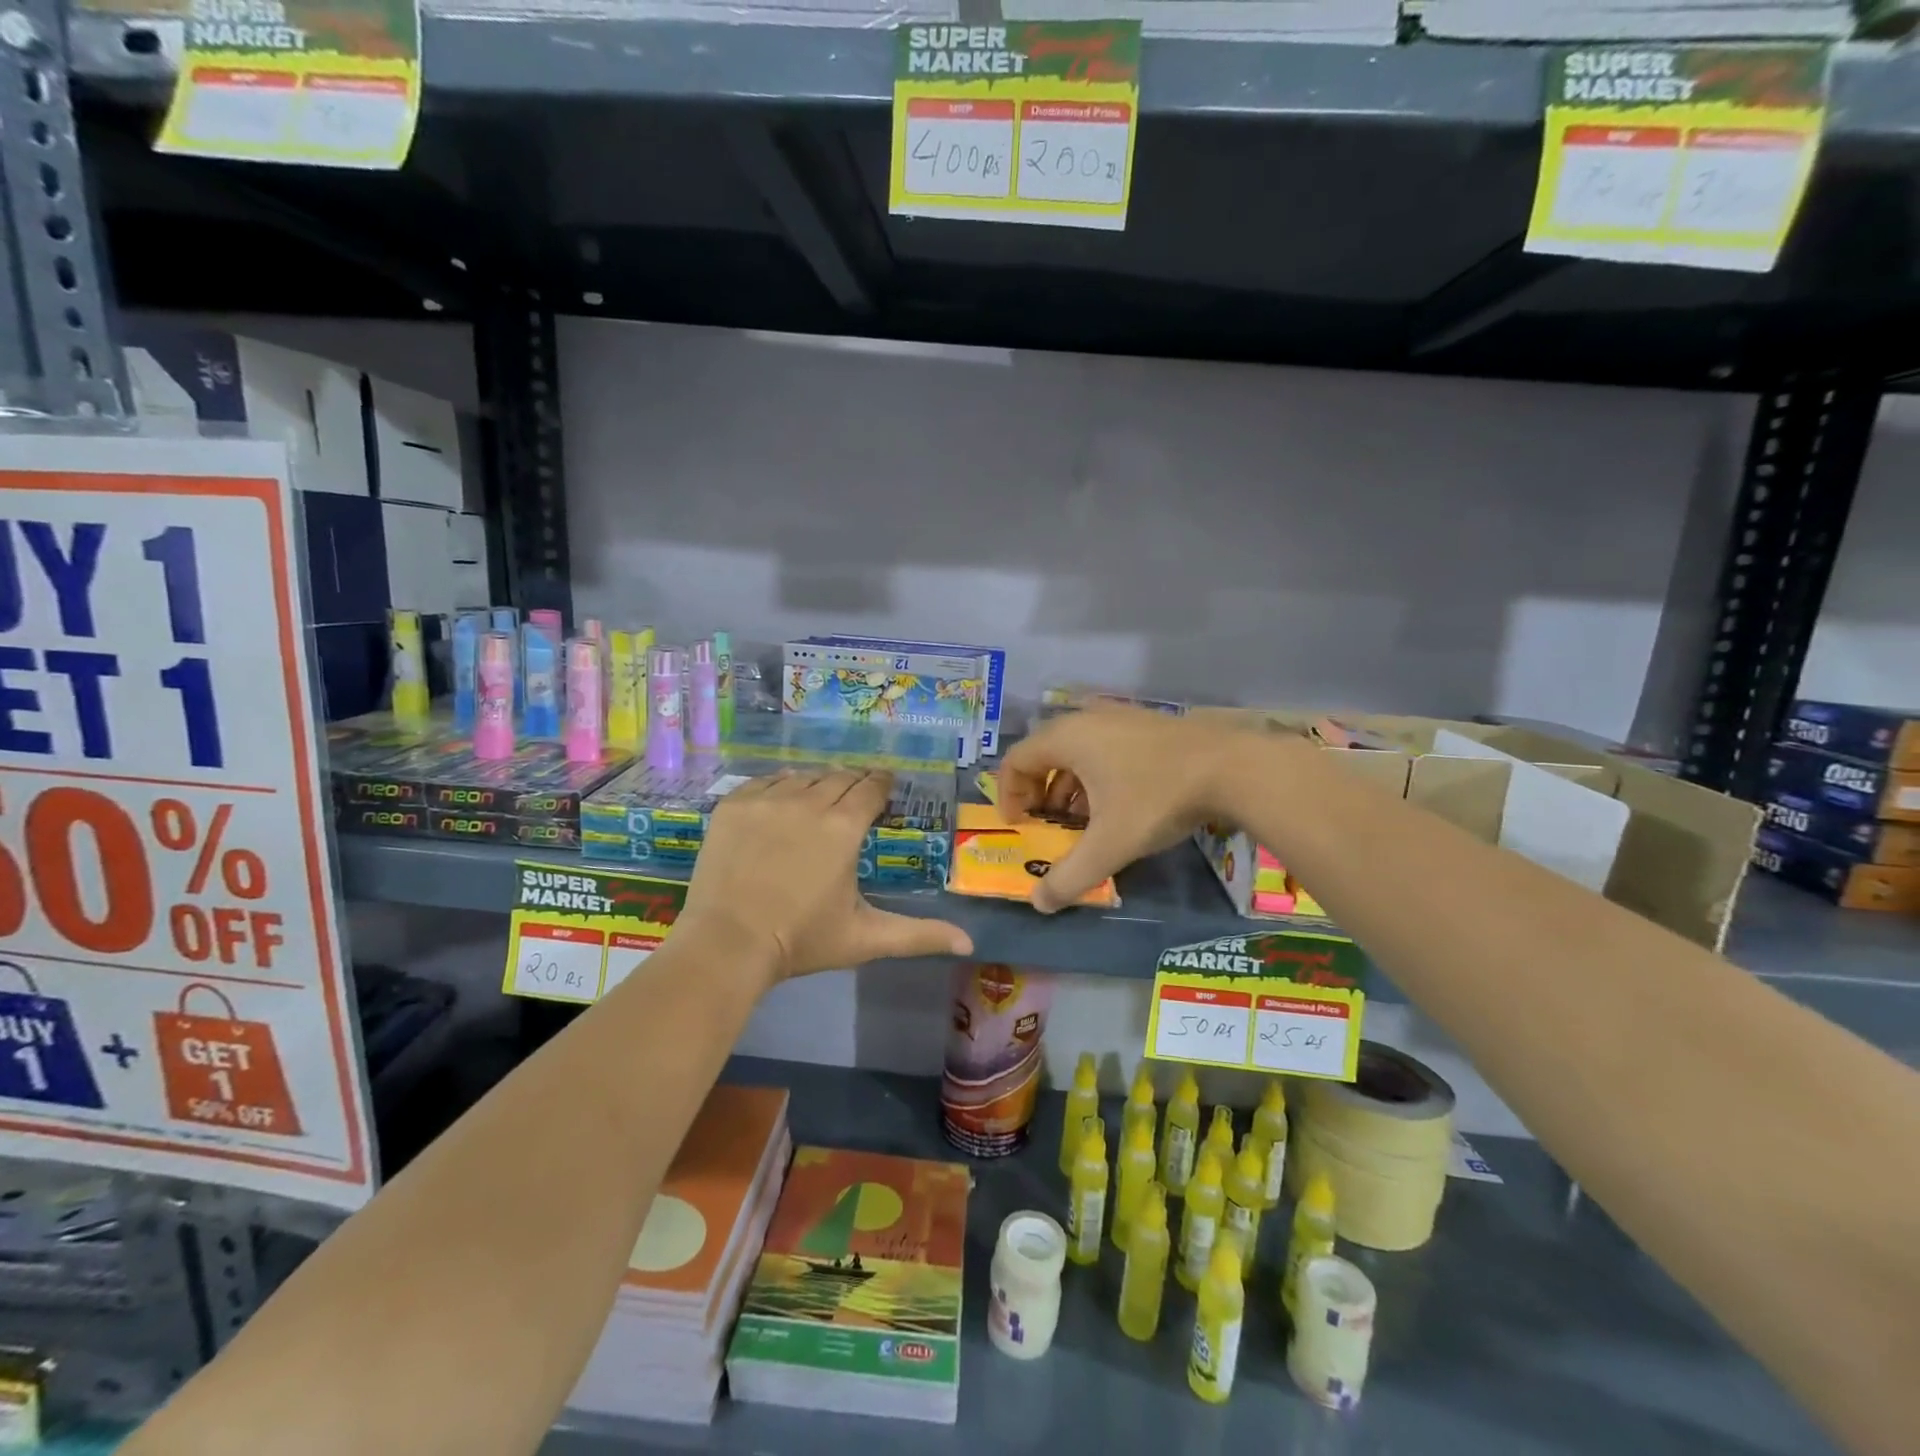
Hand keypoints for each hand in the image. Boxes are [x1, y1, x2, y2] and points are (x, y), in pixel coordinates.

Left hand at [678, 769, 972, 983]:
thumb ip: (919, 935)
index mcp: (844, 827)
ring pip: (803, 776)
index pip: (871, 788)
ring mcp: (766, 799)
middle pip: (839, 777)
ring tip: (820, 797)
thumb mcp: (866, 938)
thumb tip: (969, 943)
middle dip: (853, 783)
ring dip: (817, 783)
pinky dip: (779, 786)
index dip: (882, 785)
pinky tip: (782, 800)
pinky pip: (765, 781)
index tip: (885, 787)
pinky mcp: (733, 804)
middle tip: (856, 795)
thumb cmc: (802, 941)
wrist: (726, 944)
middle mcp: (808, 802)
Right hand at [999, 708, 1245, 912]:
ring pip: (1074, 751)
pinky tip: (1113, 803)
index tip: (1019, 826)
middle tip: (1043, 824)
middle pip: (1042, 753)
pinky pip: (1101, 747)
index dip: (1008, 795)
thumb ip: (1069, 877)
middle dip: (1036, 791)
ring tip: (1078, 820)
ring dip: (1066, 785)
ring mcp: (1118, 718)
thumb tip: (1038, 903)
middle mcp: (1085, 720)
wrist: (1230, 768)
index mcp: (1066, 739)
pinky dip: (1093, 775)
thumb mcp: (1109, 845)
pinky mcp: (1143, 724)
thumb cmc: (1156, 799)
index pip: (1016, 760)